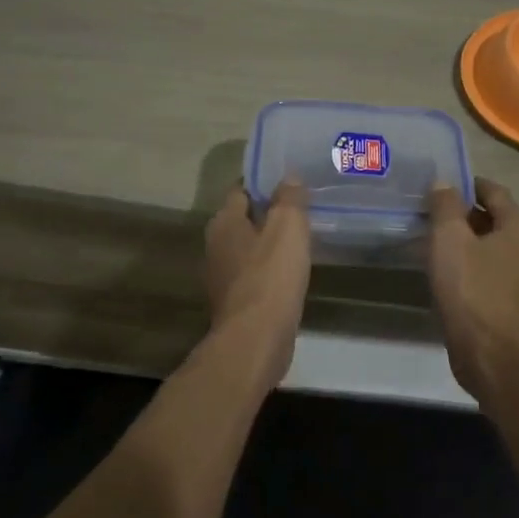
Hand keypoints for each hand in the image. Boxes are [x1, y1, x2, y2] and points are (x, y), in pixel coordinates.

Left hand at [204, 180, 310, 385]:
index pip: (241, 190)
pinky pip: (256, 275)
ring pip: (250, 249)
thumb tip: (289, 177)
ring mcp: (223, 277)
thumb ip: (289, 198)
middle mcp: (216, 246)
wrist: (255, 340)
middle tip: (301, 207)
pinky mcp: (236, 302)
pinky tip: (292, 272)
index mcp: (224, 222)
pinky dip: (271, 270)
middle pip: (244, 219)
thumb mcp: (287, 227)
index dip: (264, 183)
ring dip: (270, 244)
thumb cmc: (270, 276)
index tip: (289, 180)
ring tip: (301, 238)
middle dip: (268, 213)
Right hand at [427, 178, 518, 397]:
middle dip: (465, 213)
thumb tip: (444, 184)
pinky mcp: (516, 303)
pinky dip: (473, 263)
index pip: (495, 192)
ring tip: (437, 242)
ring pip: (494, 247)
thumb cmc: (470, 289)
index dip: (468, 184)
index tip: (442, 184)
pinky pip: (493, 270)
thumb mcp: (449, 239)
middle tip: (433, 213)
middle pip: (497, 219)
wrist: (488, 354)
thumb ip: (445, 206)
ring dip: (468, 240)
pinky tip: (450, 272)